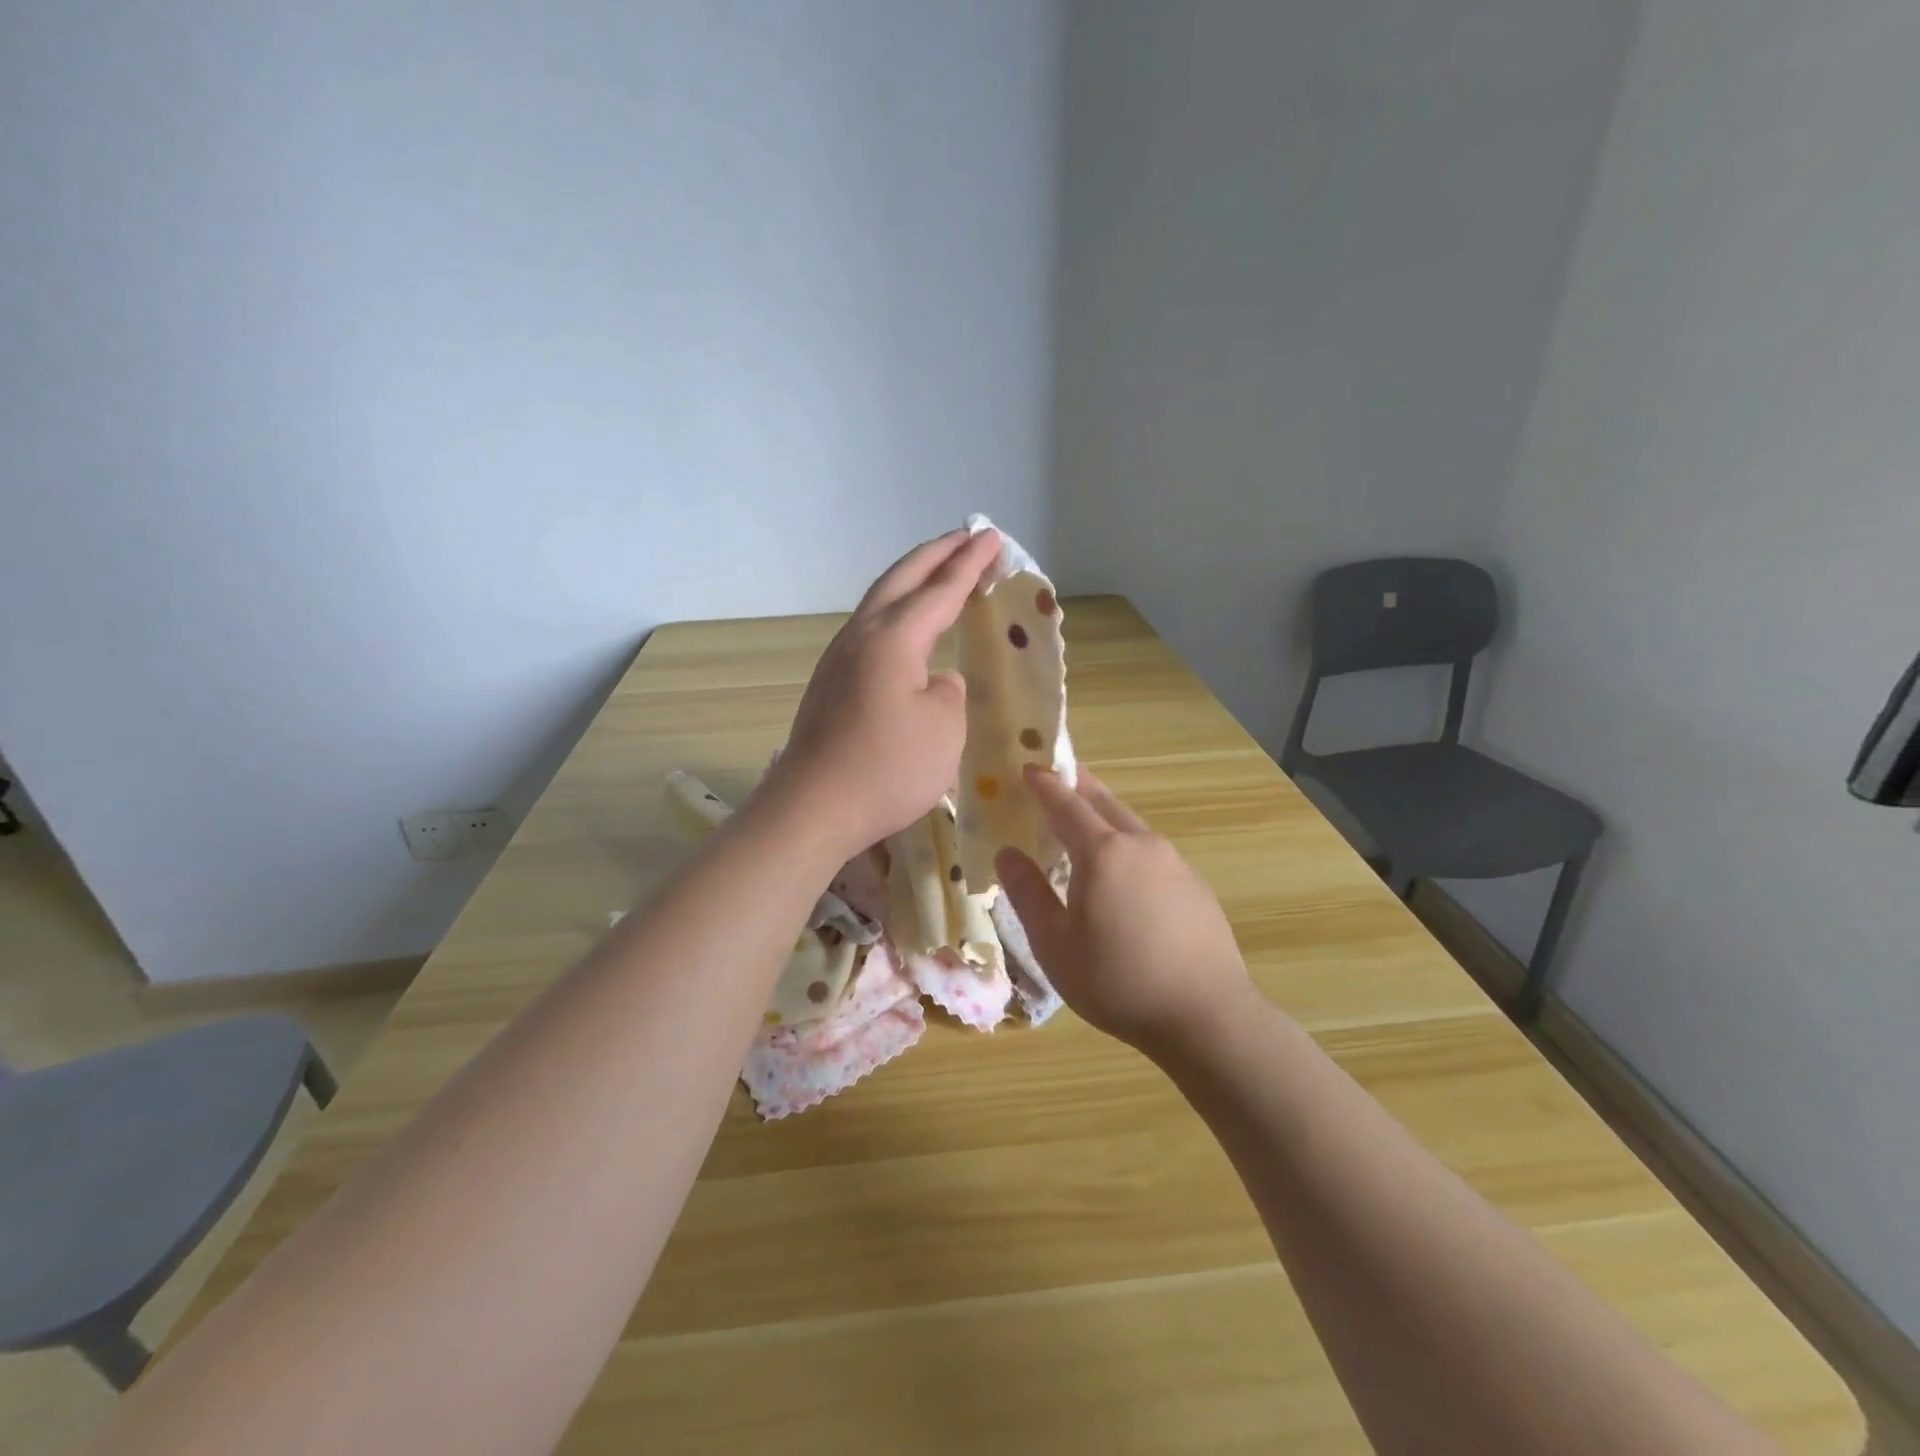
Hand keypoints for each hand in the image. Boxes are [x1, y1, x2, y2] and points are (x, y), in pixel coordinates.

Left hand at [761, 528, 1001, 858]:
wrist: (813, 808)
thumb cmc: (886, 769)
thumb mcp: (943, 730)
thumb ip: (949, 694)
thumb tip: (937, 681)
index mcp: (893, 639)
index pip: (940, 590)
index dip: (970, 564)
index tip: (992, 538)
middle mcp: (861, 636)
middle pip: (900, 579)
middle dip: (936, 555)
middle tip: (967, 537)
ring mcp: (839, 658)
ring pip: (879, 601)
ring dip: (912, 580)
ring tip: (938, 572)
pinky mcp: (830, 683)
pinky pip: (870, 629)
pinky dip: (896, 611)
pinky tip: (906, 627)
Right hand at [996, 766, 1259, 1056]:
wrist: (1206, 1016)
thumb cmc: (1117, 981)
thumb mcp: (1054, 944)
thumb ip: (1027, 893)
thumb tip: (1007, 853)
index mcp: (1103, 852)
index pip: (1066, 803)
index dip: (1044, 783)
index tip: (1027, 767)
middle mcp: (1141, 844)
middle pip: (1103, 802)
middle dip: (1077, 786)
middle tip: (1056, 778)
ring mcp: (1174, 862)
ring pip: (1130, 824)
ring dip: (1103, 815)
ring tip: (1084, 825)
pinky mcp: (1194, 883)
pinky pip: (1151, 850)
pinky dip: (1127, 844)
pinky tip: (1123, 873)